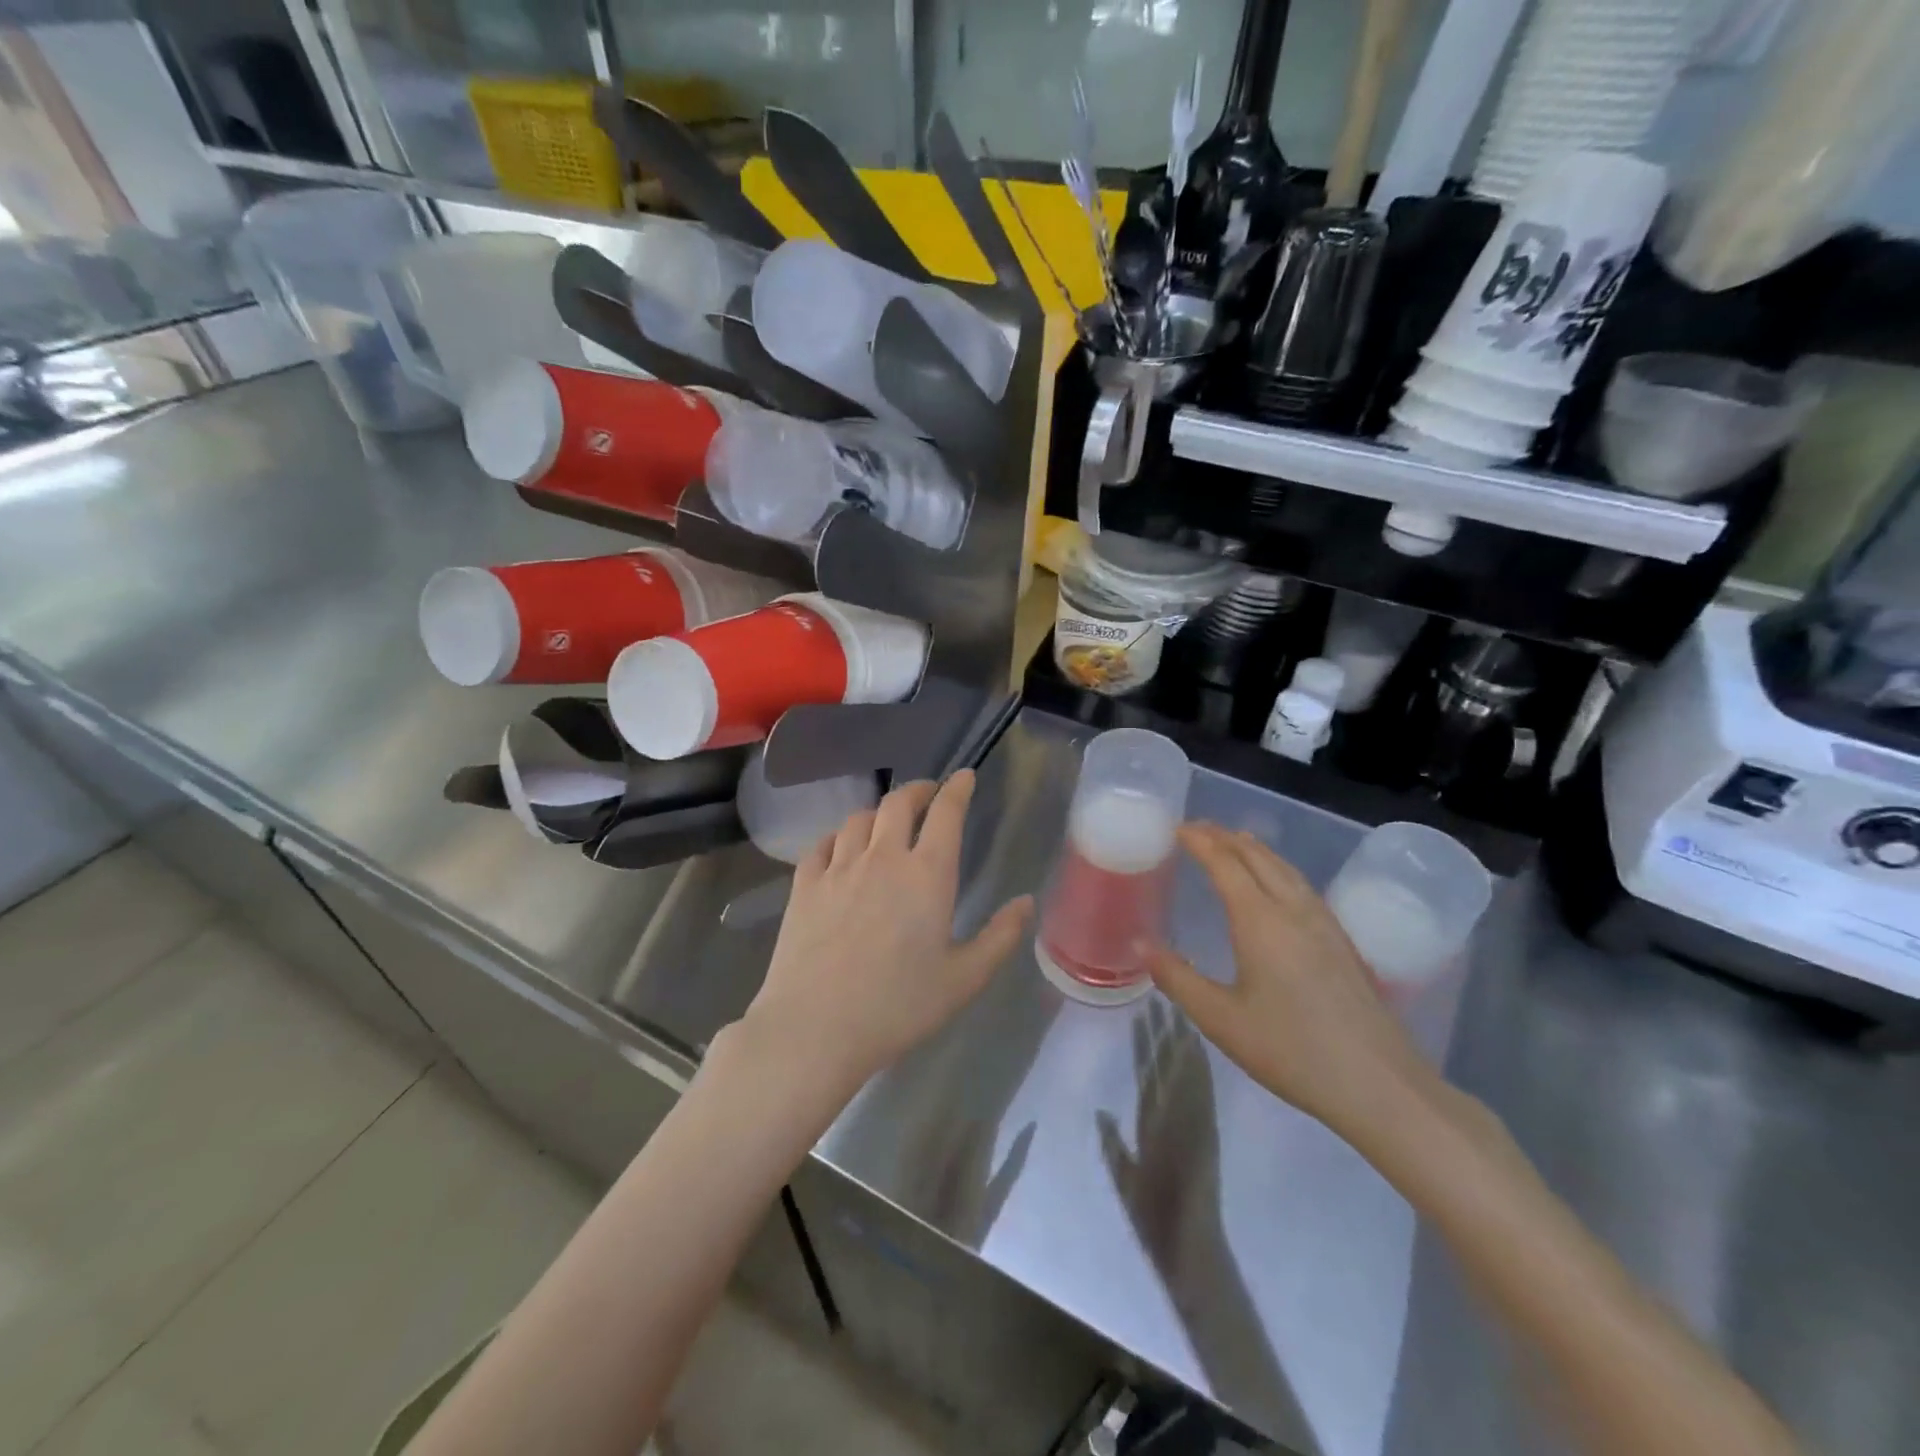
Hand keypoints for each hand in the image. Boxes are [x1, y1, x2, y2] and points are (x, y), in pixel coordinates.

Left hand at [742, 771, 1032, 1092]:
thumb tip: (1026, 902)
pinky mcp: (804, 885)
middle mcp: (883, 857)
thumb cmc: (898, 1007)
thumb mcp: (964, 979)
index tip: (964, 776)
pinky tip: (841, 848)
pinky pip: (822, 844)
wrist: (815, 1028)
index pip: (946, 813)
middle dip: (918, 790)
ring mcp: (838, 868)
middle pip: (898, 802)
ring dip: (878, 813)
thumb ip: (1000, 936)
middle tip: (928, 794)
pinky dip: (838, 837)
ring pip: (859, 819)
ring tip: (886, 823)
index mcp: (927, 874)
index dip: (957, 789)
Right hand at [1145, 823, 1436, 1137]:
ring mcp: (1324, 923)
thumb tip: (1140, 943)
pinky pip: (1302, 885)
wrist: (1378, 1084)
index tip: (1177, 827)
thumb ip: (1177, 977)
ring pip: (1285, 868)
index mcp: (1260, 921)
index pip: (1225, 863)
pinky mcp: (1342, 940)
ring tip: (1233, 842)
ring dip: (1254, 849)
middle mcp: (1293, 910)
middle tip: (1197, 830)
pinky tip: (1277, 884)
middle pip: (1257, 857)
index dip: (1200, 841)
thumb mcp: (1221, 1019)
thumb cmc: (1291, 1050)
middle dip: (1225, 837)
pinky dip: (1277, 868)